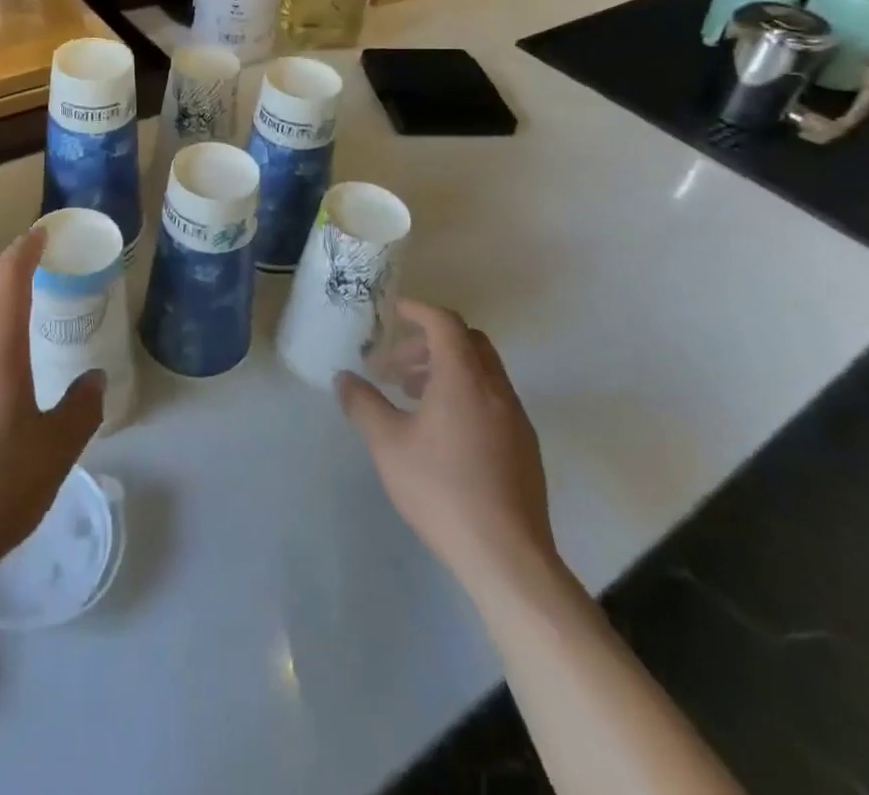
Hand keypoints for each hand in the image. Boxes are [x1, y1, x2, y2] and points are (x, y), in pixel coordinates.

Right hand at [337, 299, 558, 598]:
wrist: (507, 557)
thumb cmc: (442, 490)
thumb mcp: (388, 445)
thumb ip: (363, 405)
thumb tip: (344, 378)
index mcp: (464, 379)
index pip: (445, 323)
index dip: (418, 310)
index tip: (394, 311)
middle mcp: (495, 389)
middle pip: (467, 342)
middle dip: (429, 342)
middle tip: (397, 364)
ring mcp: (516, 419)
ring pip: (481, 371)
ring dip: (446, 369)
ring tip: (412, 396)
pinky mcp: (524, 447)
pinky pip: (492, 398)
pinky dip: (464, 394)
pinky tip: (441, 431)